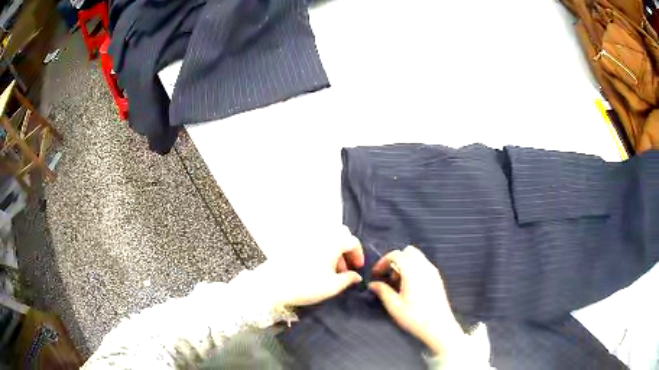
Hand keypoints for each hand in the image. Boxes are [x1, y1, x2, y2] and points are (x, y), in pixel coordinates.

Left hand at [270, 233, 364, 306]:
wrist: (274, 284)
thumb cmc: (306, 285)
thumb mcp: (333, 286)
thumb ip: (348, 279)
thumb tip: (356, 276)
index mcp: (332, 242)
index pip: (352, 241)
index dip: (358, 254)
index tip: (358, 268)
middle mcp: (320, 235)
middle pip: (339, 234)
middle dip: (345, 250)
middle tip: (345, 268)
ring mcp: (305, 237)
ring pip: (326, 238)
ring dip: (333, 251)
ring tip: (331, 271)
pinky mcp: (294, 243)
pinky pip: (313, 242)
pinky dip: (320, 251)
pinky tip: (317, 267)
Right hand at [369, 246, 464, 355]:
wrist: (439, 326)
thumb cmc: (414, 317)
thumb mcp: (394, 306)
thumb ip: (382, 291)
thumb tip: (372, 284)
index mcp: (412, 270)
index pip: (396, 254)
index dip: (383, 262)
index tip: (376, 274)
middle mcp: (424, 266)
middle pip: (408, 251)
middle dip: (396, 260)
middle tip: (389, 277)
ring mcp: (433, 271)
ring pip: (417, 257)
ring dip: (405, 264)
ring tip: (399, 283)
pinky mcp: (437, 278)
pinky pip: (424, 265)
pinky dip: (414, 268)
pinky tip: (410, 286)